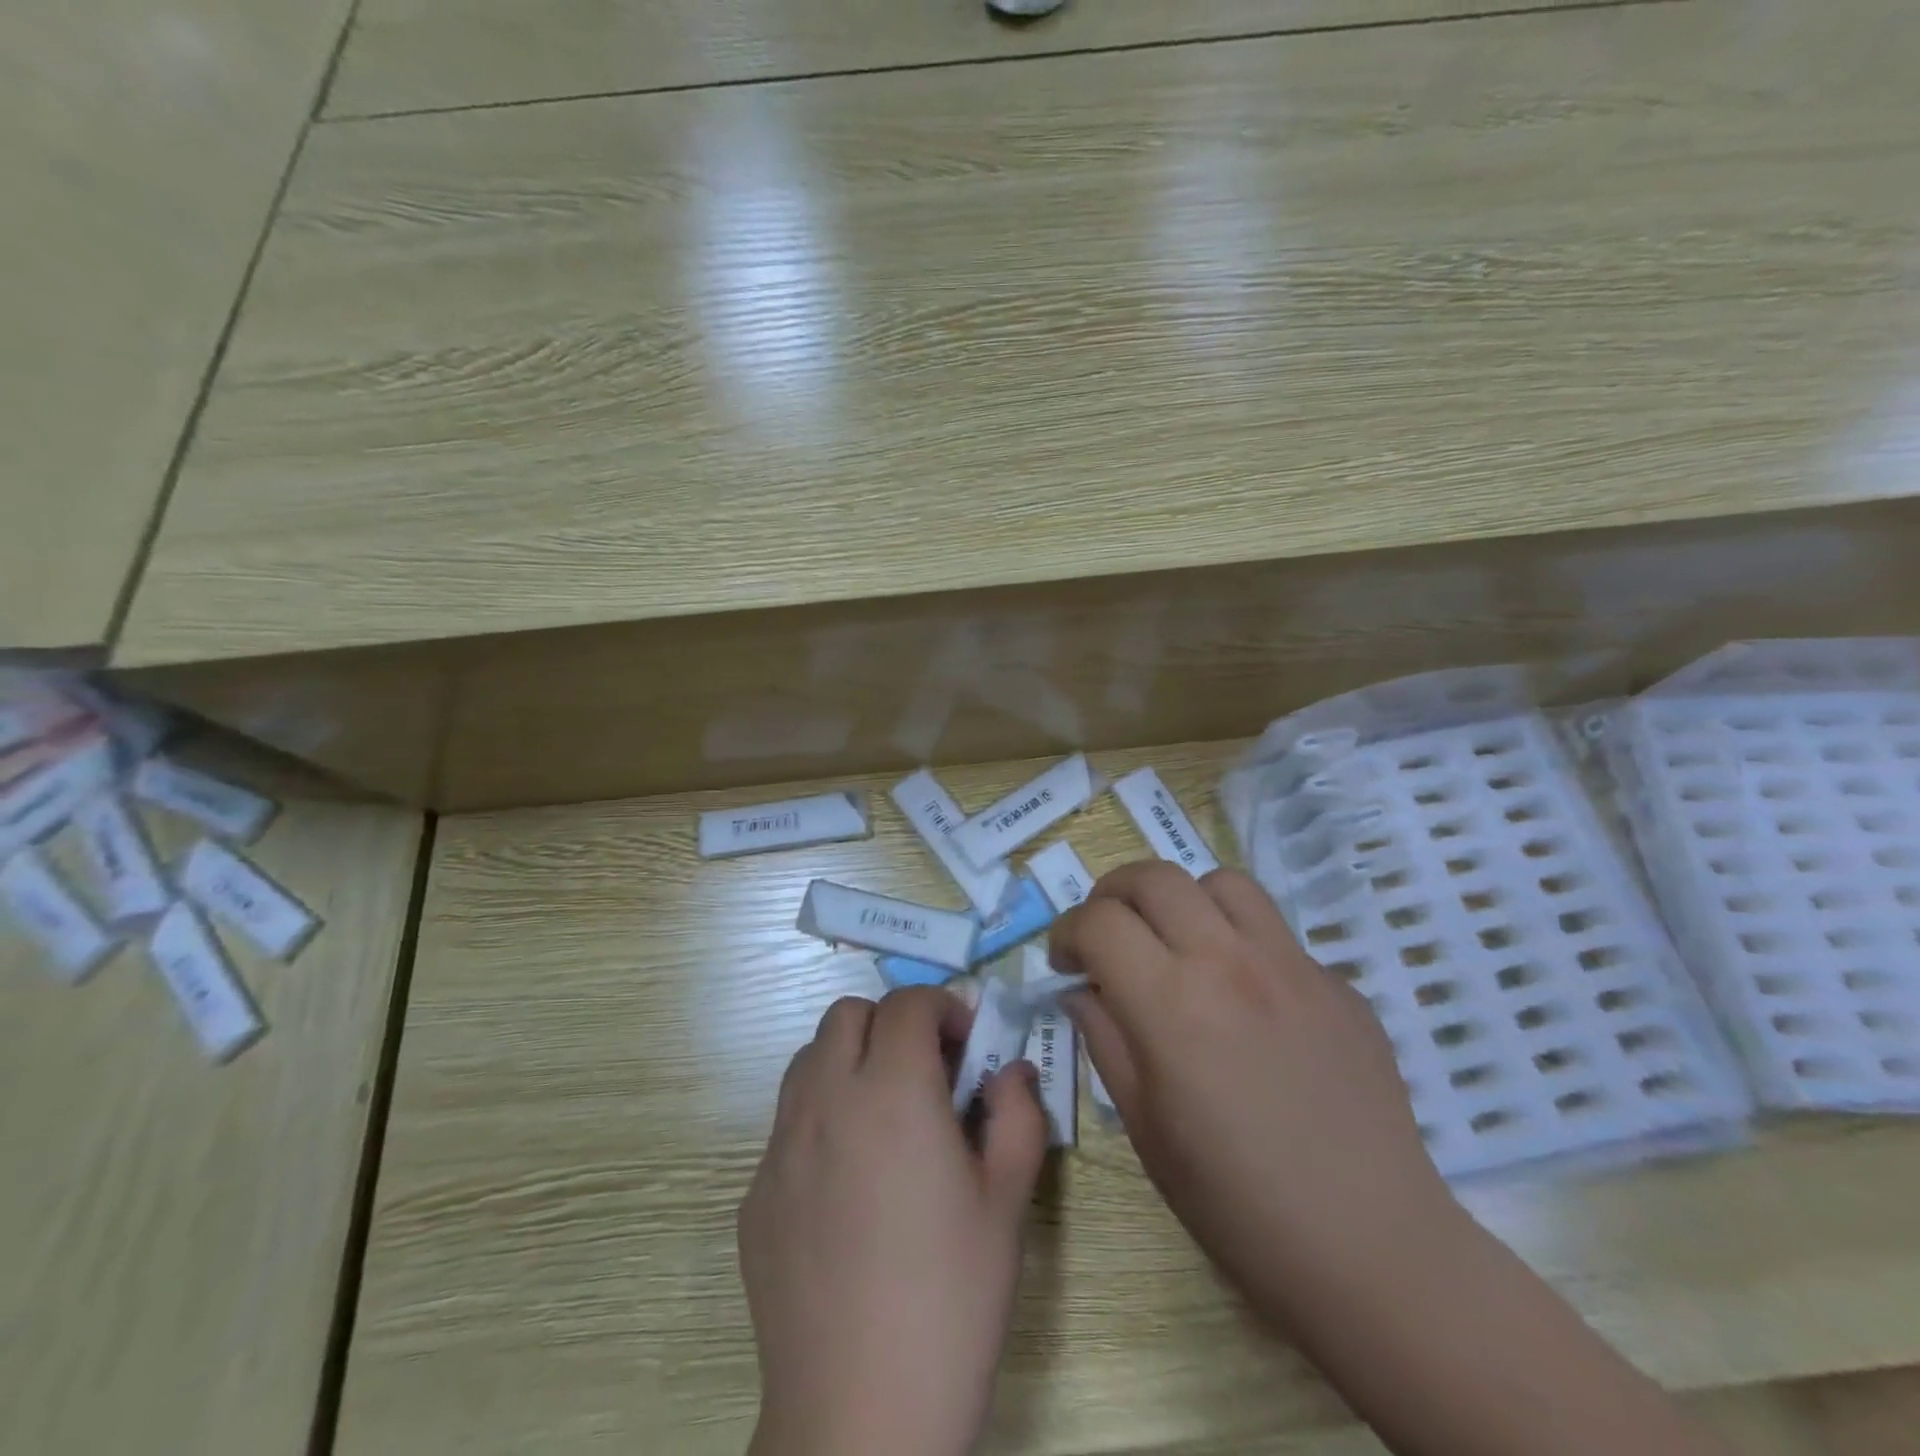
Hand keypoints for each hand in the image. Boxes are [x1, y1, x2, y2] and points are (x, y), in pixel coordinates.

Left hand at [740, 987, 1047, 1455]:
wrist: (859, 1414)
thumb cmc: (951, 1300)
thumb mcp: (1008, 1202)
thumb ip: (1018, 1115)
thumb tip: (1011, 1071)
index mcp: (892, 1093)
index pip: (907, 1003)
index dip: (942, 1007)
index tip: (966, 1043)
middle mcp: (826, 1100)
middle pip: (847, 1013)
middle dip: (891, 1023)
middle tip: (926, 1071)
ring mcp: (781, 1145)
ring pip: (809, 1057)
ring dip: (849, 1059)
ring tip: (885, 1114)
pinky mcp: (756, 1191)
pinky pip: (788, 1121)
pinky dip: (822, 1115)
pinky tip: (849, 1180)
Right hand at [1052, 861, 1459, 1327]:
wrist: (1371, 1247)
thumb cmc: (1237, 1203)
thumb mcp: (1144, 1127)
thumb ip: (1105, 1039)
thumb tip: (1082, 989)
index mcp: (1172, 1005)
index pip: (1100, 922)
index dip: (1067, 931)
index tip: (1064, 959)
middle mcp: (1230, 963)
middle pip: (1155, 877)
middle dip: (1112, 893)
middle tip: (1106, 932)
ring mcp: (1292, 965)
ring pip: (1222, 881)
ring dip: (1181, 898)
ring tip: (1175, 940)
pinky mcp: (1336, 982)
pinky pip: (1275, 931)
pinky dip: (1238, 939)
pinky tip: (1243, 994)